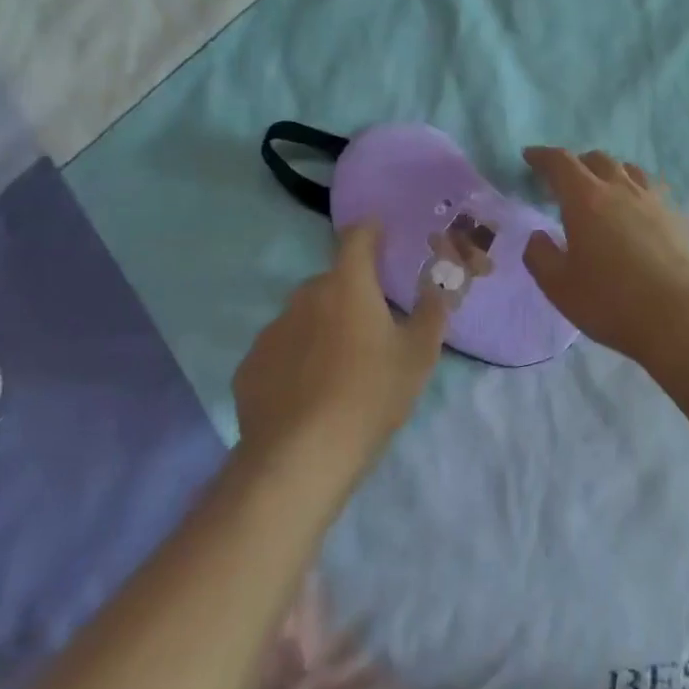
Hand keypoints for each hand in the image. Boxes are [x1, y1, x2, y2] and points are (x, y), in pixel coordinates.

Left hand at [232, 224, 448, 475]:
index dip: (371, 231)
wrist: (300, 458)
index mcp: (348, 285)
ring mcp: (271, 331)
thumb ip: (431, 314)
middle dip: (351, 294)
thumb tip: (438, 289)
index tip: (382, 235)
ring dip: (322, 328)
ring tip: (339, 368)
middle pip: (332, 282)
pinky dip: (295, 360)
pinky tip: (308, 394)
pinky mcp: (250, 366)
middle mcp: (304, 296)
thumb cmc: (370, 395)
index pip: (358, 238)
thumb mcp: (418, 356)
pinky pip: (281, 351)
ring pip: (304, 317)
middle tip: (372, 328)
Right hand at [521, 147, 688, 362]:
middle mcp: (622, 189)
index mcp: (586, 199)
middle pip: (597, 160)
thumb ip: (540, 256)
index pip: (560, 163)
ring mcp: (655, 201)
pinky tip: (637, 216)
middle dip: (577, 164)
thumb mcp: (559, 287)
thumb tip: (538, 236)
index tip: (530, 156)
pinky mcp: (679, 217)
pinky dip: (637, 194)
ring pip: (629, 170)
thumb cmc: (611, 302)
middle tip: (566, 182)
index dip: (542, 156)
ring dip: (610, 173)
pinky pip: (653, 191)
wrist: (681, 318)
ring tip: (604, 192)